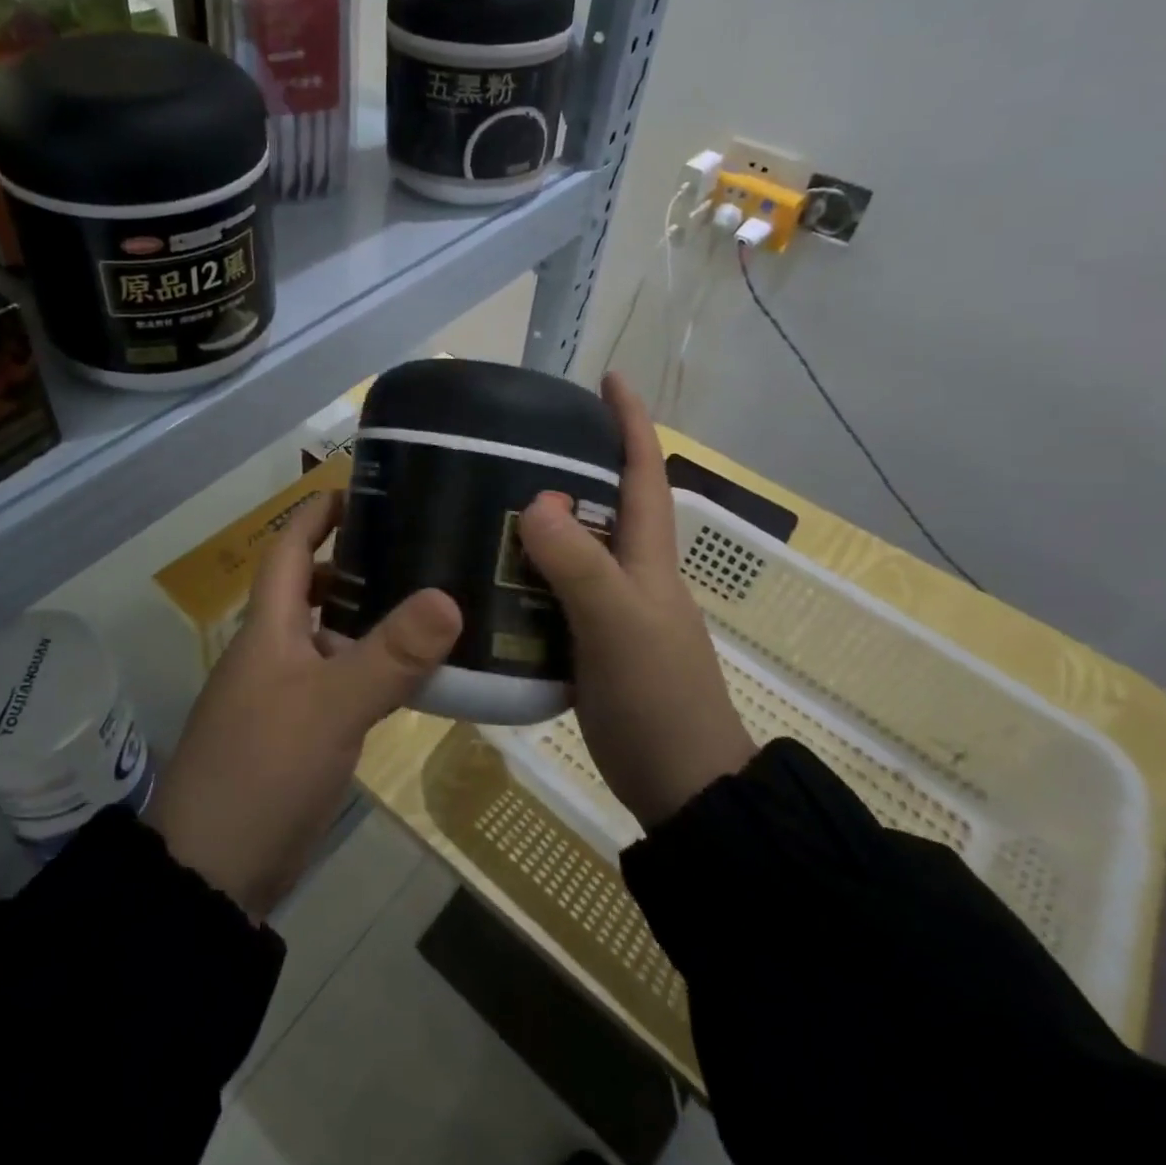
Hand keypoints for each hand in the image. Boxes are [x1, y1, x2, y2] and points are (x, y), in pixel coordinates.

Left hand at [147, 493, 461, 919]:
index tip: (364, 490)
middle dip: (359, 562)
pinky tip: (415, 673)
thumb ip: (390, 655)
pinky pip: (341, 680)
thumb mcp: (331, 707)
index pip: (289, 548)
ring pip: (331, 636)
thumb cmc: (262, 771)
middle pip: (313, 587)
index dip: (318, 514)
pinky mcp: (299, 732)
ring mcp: (284, 693)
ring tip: (432, 602)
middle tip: (420, 547)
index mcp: (268, 627)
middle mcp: (273, 650)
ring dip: (371, 617)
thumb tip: (449, 597)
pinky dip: (373, 666)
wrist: (212, 875)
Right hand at [517, 373, 755, 828]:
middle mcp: (632, 573)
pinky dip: (523, 574)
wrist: (681, 786)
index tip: (607, 378)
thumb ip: (579, 564)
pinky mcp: (589, 643)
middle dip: (568, 464)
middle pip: (602, 503)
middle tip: (512, 443)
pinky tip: (487, 574)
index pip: (643, 471)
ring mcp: (610, 610)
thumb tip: (535, 499)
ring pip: (572, 548)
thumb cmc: (659, 696)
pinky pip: (551, 592)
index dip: (629, 422)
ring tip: (483, 499)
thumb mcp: (618, 623)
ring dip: (537, 521)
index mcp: (649, 555)